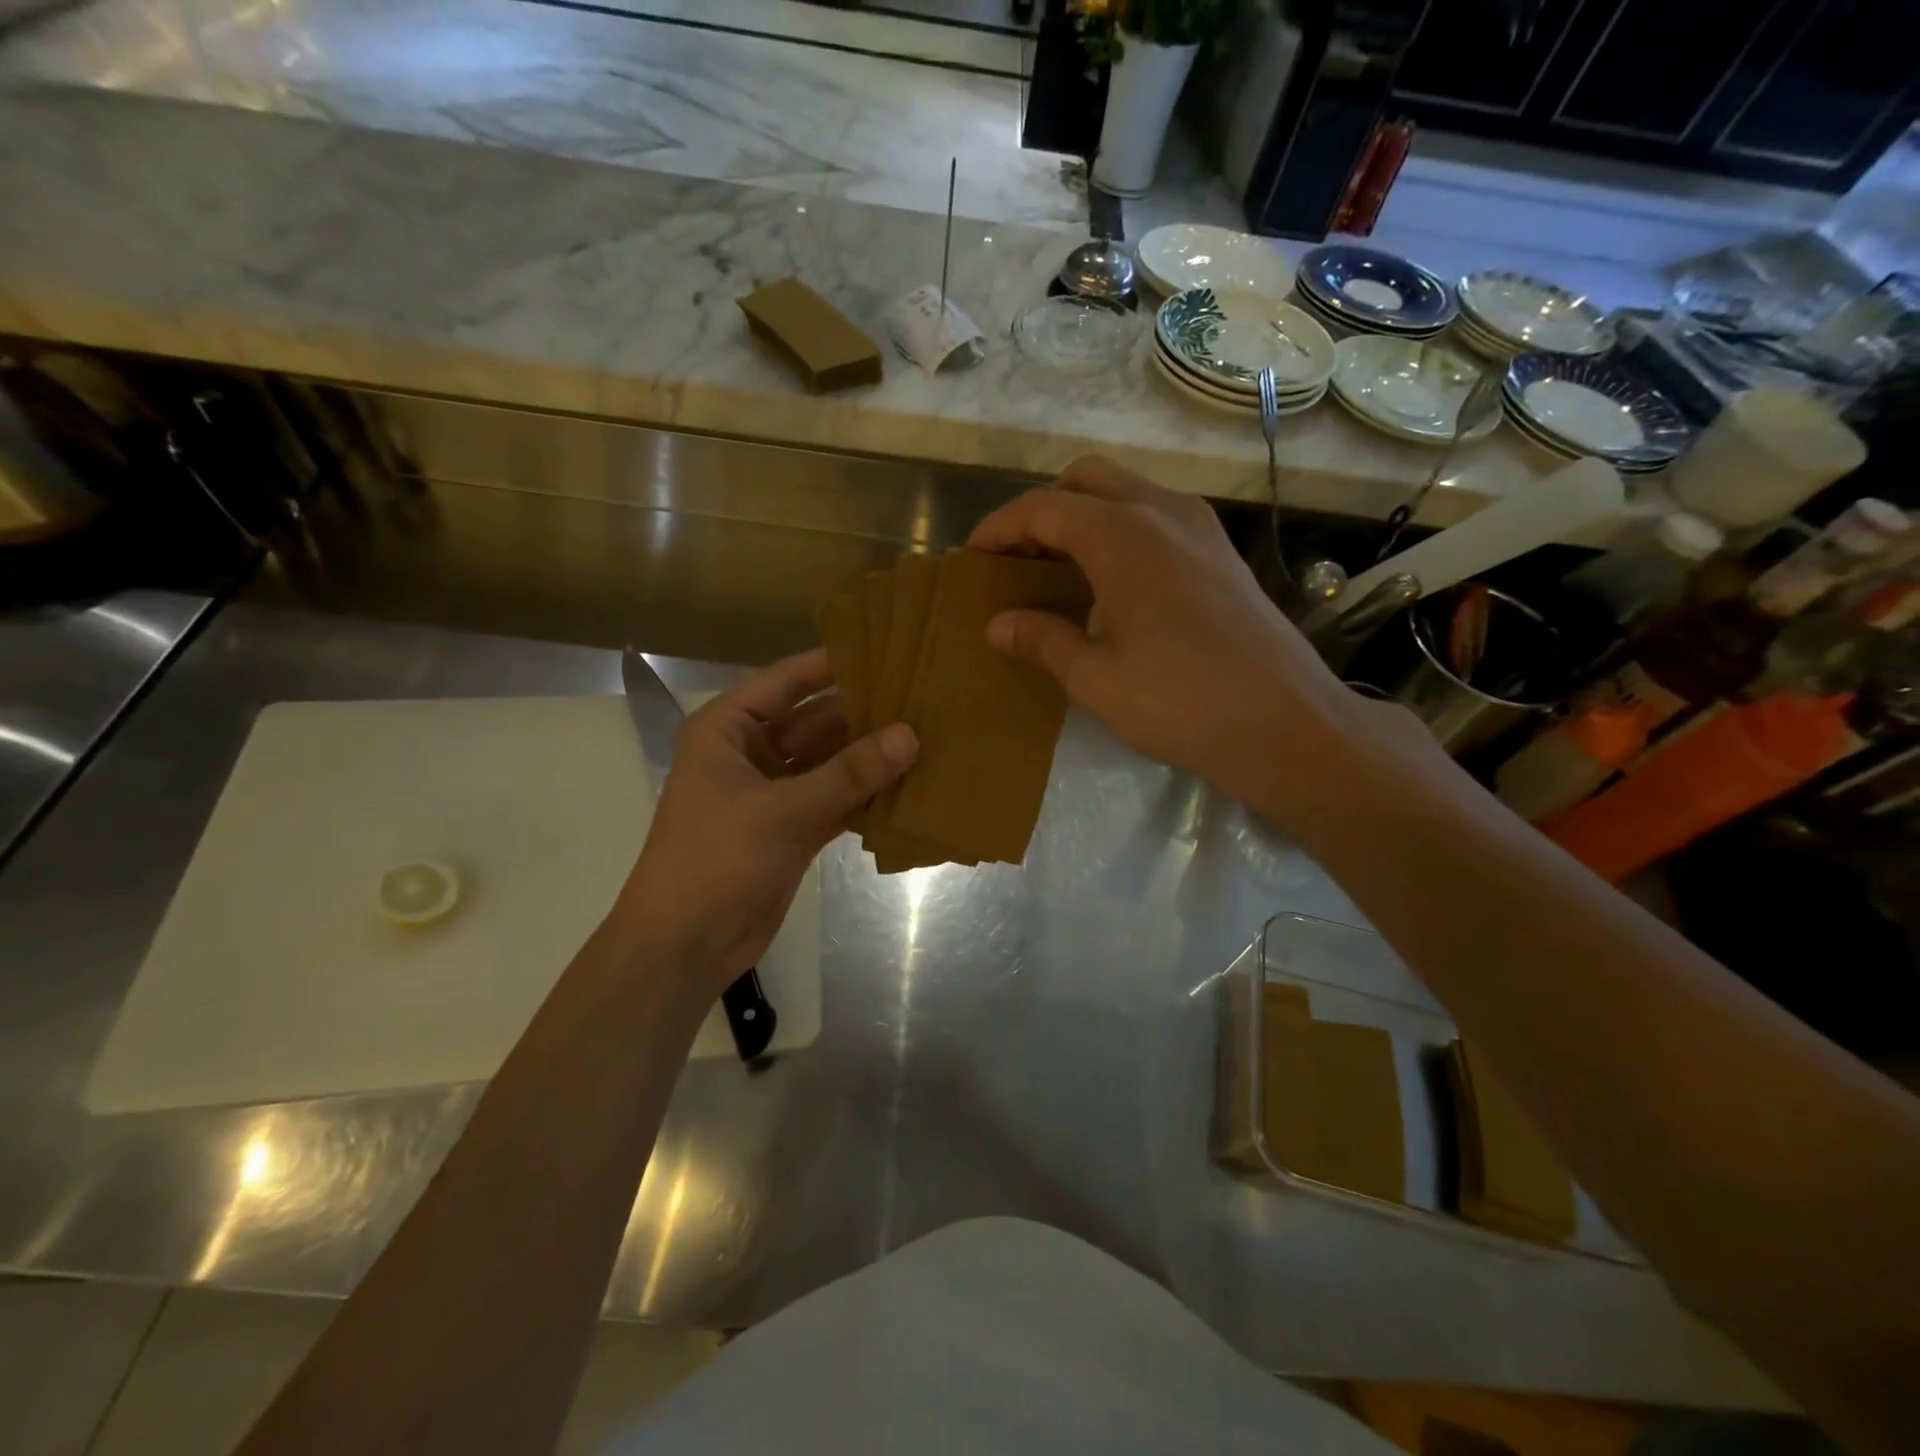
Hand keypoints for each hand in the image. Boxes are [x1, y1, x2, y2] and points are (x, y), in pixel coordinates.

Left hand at [614, 650, 915, 992]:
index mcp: (728, 729)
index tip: (889, 649)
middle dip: (864, 714)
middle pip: (815, 721)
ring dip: (870, 756)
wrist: (685, 945)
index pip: (788, 681)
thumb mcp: (783, 810)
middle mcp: (751, 752)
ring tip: (928, 736)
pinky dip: (866, 795)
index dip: (835, 664)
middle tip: (923, 698)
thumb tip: (911, 735)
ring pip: (829, 762)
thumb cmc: (716, 860)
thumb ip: (849, 773)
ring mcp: (774, 792)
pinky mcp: (792, 828)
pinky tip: (910, 784)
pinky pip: (836, 798)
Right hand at [968, 457, 1390, 823]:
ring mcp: (1200, 527)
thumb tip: (997, 625)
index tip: (972, 557)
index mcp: (1122, 535)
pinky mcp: (1222, 551)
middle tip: (1017, 559)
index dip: (999, 527)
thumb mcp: (1096, 679)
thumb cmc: (1181, 703)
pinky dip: (1121, 529)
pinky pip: (1157, 515)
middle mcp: (1162, 512)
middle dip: (1042, 510)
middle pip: (1085, 480)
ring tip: (1058, 569)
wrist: (1288, 724)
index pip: (1042, 508)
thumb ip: (1042, 640)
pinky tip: (1112, 582)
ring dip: (1084, 516)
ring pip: (1126, 491)